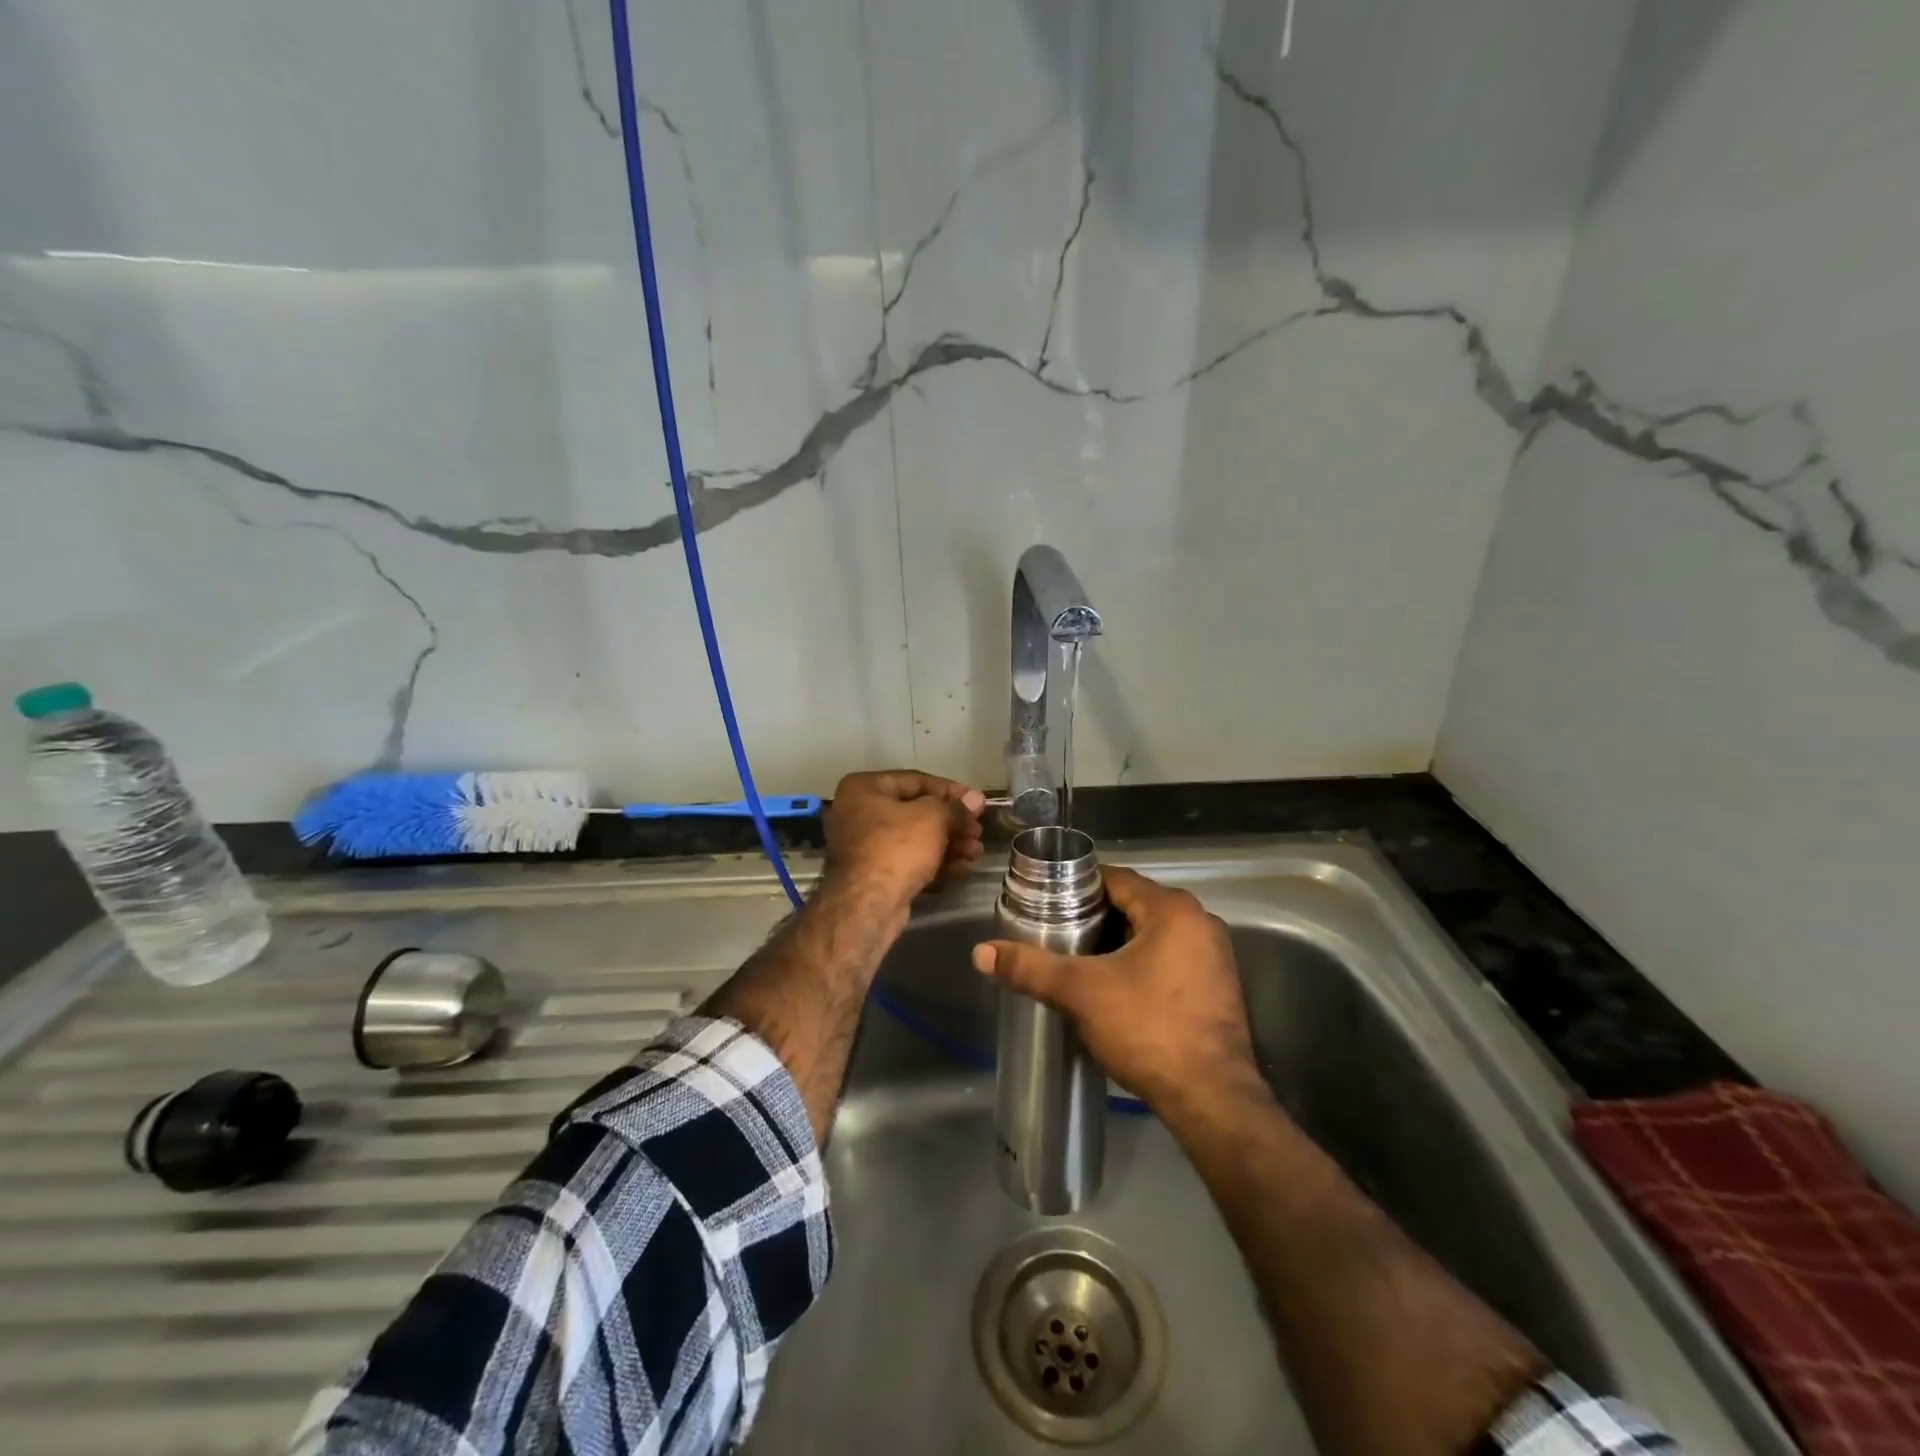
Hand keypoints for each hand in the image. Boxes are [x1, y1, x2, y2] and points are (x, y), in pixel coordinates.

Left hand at [822, 770, 985, 911]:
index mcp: (864, 788)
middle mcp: (858, 811)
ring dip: (949, 843)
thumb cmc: (897, 848)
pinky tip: (962, 867)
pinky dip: (934, 860)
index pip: (916, 780)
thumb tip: (976, 799)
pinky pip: (908, 858)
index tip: (977, 802)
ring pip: (915, 837)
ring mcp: (864, 844)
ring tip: (975, 851)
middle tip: (977, 831)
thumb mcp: (932, 819)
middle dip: (952, 822)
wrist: (868, 906)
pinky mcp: (873, 872)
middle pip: (916, 810)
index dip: (951, 790)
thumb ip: (955, 807)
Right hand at [971, 865, 1258, 1112]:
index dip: (1078, 887)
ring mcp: (1214, 956)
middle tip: (1056, 934)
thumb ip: (1032, 968)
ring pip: (1152, 934)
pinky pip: (1170, 958)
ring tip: (1077, 960)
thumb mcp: (1082, 992)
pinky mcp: (1217, 987)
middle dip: (1094, 918)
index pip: (1116, 879)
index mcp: (1173, 909)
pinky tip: (1114, 987)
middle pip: (1134, 905)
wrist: (1211, 1099)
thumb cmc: (1148, 1029)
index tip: (1046, 902)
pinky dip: (1141, 963)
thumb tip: (981, 953)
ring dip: (1117, 943)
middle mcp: (1200, 923)